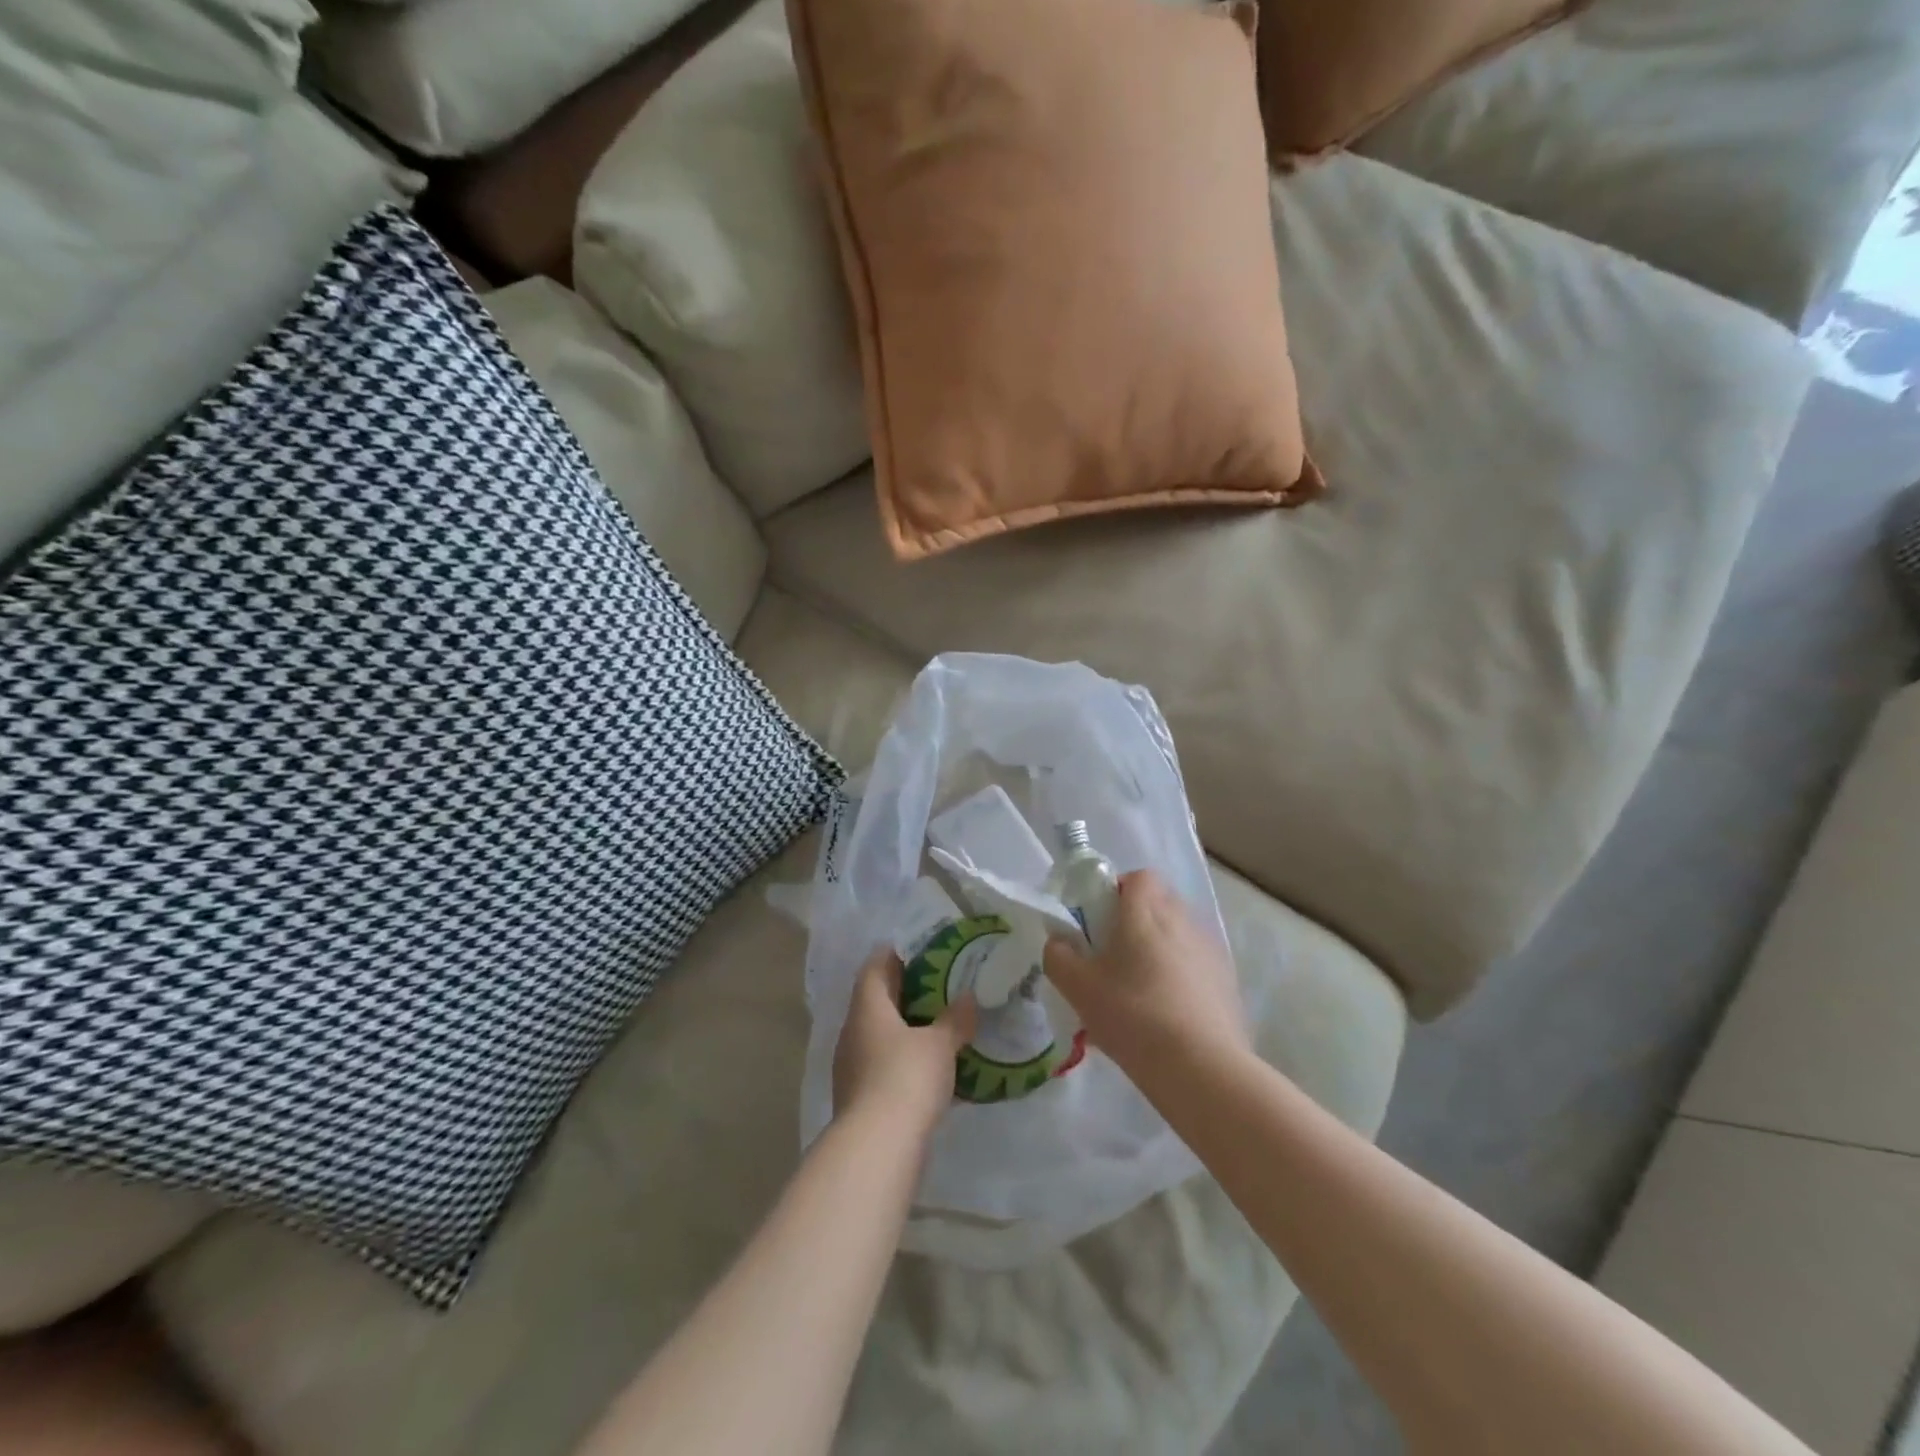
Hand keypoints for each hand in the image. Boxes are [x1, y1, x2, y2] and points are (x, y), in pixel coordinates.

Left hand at [833, 949, 976, 1134]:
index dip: (893, 955)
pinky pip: (883, 1065)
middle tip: (937, 984)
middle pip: (876, 1001)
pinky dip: (904, 1060)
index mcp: (867, 1008)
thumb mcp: (939, 1044)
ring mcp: (852, 1067)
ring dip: (904, 1028)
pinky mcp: (861, 1097)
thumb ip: (954, 1018)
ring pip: (879, 1035)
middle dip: (903, 991)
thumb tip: (968, 997)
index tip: (917, 949)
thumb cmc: (906, 1078)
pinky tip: (930, 1068)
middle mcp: (853, 1032)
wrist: (877, 1147)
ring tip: (937, 1024)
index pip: (874, 968)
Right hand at [1043, 870, 1248, 1077]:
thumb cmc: (1133, 1015)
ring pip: (1178, 933)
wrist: (1202, 1068)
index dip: (1116, 891)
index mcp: (1146, 911)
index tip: (1099, 923)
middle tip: (1113, 957)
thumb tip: (1059, 943)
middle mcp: (1183, 919)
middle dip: (1136, 921)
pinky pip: (1196, 963)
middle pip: (1158, 902)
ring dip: (1159, 948)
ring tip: (1139, 990)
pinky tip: (1167, 1012)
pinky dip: (1180, 975)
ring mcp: (1210, 949)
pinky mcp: (1227, 980)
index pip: (1137, 877)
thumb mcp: (1078, 988)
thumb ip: (1058, 956)